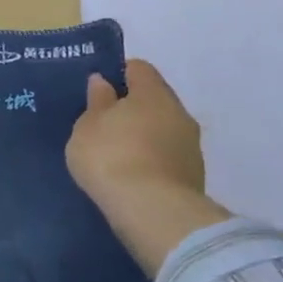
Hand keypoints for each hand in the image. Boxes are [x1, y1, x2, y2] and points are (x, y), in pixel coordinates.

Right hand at [66, 59, 230, 275]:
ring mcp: (191, 146)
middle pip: (154, 99)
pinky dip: (152, 161)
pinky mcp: (195, 176)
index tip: (98, 91)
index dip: (118, 74)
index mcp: (153, 92)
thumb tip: (103, 82)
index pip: (138, 68)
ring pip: (163, 130)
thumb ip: (96, 102)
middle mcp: (179, 112)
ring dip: (144, 137)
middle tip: (105, 125)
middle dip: (132, 108)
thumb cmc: (112, 158)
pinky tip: (133, 176)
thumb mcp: (87, 127)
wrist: (153, 213)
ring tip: (117, 156)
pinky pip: (168, 157)